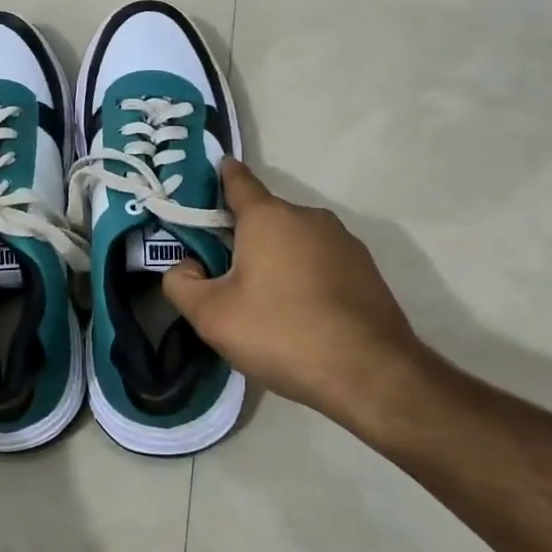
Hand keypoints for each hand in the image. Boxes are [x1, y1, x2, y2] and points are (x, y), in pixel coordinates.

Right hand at [163, 160, 432, 420]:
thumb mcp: (211, 316)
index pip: (238, 180)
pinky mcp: (366, 269)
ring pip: (294, 241)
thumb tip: (186, 266)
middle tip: (224, 274)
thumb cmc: (282, 333)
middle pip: (264, 217)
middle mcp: (308, 217)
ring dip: (276, 259)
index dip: (219, 176)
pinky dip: (305, 277)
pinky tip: (301, 314)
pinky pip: (321, 262)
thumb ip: (181, 283)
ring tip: (265, 302)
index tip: (207, 177)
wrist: (371, 374)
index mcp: (268, 217)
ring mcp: (343, 242)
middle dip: (242, 237)